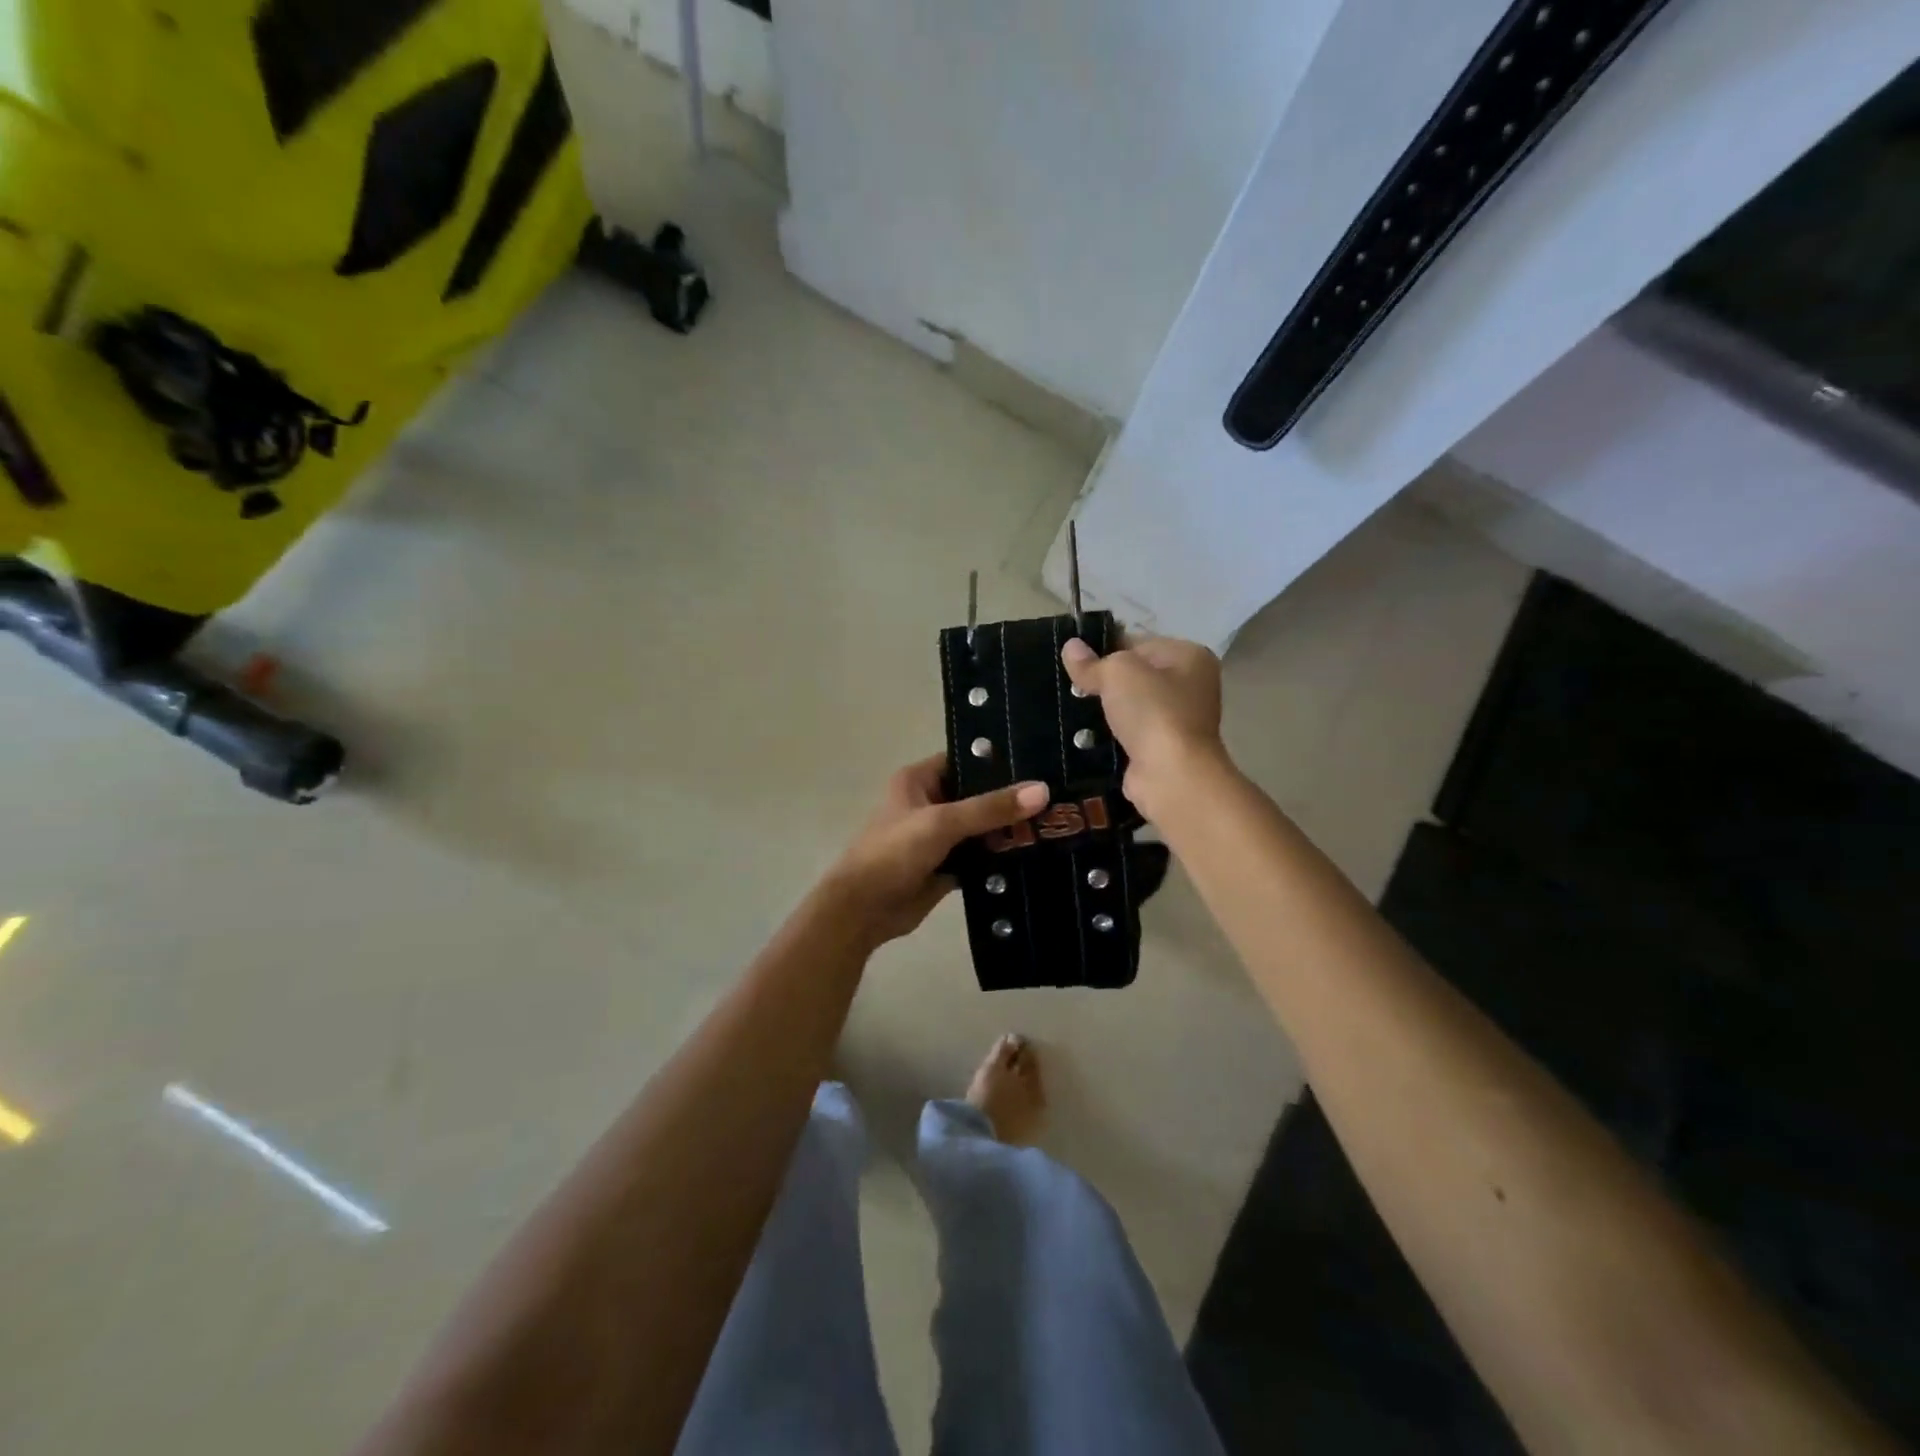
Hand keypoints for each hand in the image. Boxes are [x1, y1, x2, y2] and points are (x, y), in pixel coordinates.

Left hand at [825, 754, 1049, 946]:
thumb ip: (990, 808)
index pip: (965, 760)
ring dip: (1009, 830)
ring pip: (982, 828)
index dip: (998, 761)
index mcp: (919, 780)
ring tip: (1057, 822)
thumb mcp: (942, 823)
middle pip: (978, 796)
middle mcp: (929, 803)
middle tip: (1059, 795)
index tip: (1039, 761)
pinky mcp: (947, 867)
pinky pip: (981, 858)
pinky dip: (1001, 859)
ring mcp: (939, 837)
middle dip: (1011, 799)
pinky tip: (1037, 855)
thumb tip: (1042, 790)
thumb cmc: (894, 853)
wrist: (863, 911)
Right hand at [1061, 633, 1225, 817]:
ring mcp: (1179, 719)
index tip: (1074, 660)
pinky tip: (1084, 734)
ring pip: (1130, 705)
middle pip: (1135, 674)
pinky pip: (1129, 732)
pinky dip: (1110, 734)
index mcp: (1189, 656)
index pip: (1138, 642)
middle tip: (1069, 686)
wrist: (1171, 774)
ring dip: (1105, 709)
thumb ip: (1091, 661)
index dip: (1105, 648)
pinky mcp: (1163, 748)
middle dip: (1103, 680)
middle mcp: (1190, 685)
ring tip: (1070, 709)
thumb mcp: (1116, 673)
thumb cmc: (1152, 711)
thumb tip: (1070, 647)